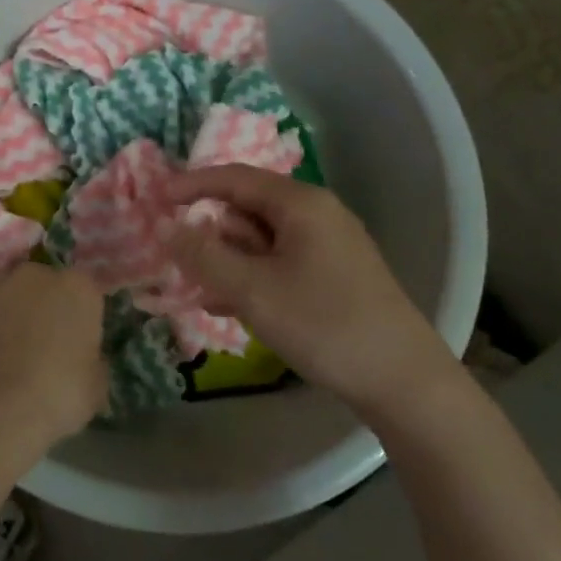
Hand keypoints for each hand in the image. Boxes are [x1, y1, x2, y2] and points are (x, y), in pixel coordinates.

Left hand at [0, 263, 107, 467]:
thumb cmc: (56, 397)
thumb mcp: (96, 385)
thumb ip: (92, 358)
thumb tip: (82, 356)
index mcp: (77, 288)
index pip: (85, 292)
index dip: (81, 317)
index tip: (77, 343)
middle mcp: (35, 274)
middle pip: (44, 284)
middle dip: (44, 306)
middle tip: (41, 345)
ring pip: (8, 293)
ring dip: (10, 311)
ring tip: (5, 351)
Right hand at [165, 166, 458, 419]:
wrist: (405, 382)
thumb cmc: (324, 324)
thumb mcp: (252, 290)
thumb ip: (203, 255)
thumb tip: (165, 226)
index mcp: (300, 204)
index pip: (234, 177)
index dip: (191, 185)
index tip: (156, 200)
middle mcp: (317, 214)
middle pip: (247, 209)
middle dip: (211, 233)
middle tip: (180, 261)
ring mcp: (329, 246)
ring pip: (261, 240)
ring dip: (228, 261)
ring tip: (201, 291)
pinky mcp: (335, 275)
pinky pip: (279, 263)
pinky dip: (252, 278)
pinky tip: (229, 308)